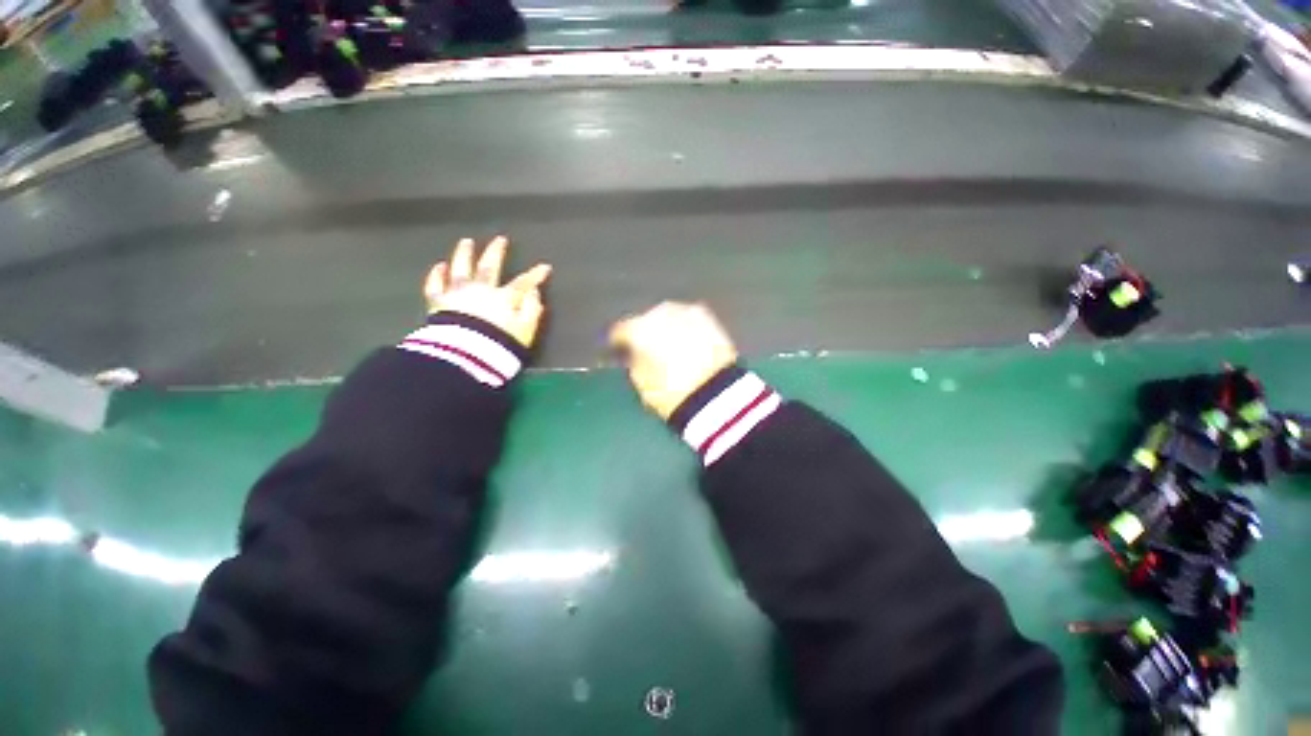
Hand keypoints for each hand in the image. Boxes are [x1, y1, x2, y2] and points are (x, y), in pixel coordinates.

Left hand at [425, 236, 551, 347]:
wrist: (466, 356)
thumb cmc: (501, 345)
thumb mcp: (526, 331)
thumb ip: (532, 311)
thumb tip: (535, 294)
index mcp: (504, 298)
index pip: (524, 283)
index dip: (535, 275)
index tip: (545, 267)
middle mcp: (481, 290)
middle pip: (489, 267)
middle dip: (496, 253)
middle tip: (500, 240)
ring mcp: (458, 294)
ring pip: (461, 269)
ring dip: (464, 254)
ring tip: (466, 242)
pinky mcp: (438, 304)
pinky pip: (435, 286)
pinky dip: (437, 275)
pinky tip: (440, 266)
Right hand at [609, 302, 738, 418]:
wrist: (717, 394)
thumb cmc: (671, 392)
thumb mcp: (643, 384)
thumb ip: (634, 363)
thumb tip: (635, 354)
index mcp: (640, 328)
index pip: (622, 330)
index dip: (617, 340)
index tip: (616, 348)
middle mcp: (662, 313)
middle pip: (646, 319)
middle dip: (644, 331)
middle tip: (645, 348)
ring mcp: (687, 313)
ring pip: (669, 316)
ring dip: (665, 327)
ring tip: (667, 344)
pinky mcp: (709, 319)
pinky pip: (689, 320)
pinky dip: (684, 329)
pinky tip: (685, 341)